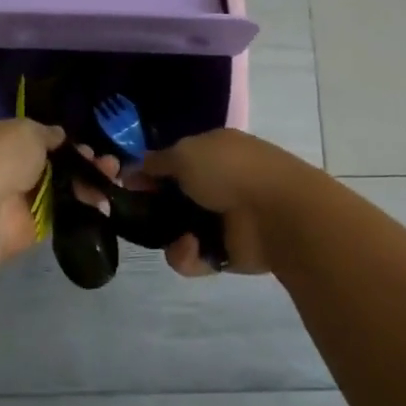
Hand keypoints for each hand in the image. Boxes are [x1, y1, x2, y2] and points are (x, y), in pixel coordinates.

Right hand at [138, 129, 304, 276]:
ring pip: (182, 230)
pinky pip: (196, 256)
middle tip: (138, 217)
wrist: (278, 213)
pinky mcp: (229, 252)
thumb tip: (132, 168)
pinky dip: (189, 255)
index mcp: (213, 149)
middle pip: (175, 197)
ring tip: (178, 237)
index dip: (150, 171)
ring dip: (172, 236)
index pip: (175, 159)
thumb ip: (156, 162)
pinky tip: (193, 248)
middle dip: (155, 208)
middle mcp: (219, 181)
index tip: (127, 183)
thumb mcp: (184, 154)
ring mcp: (225, 217)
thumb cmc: (229, 171)